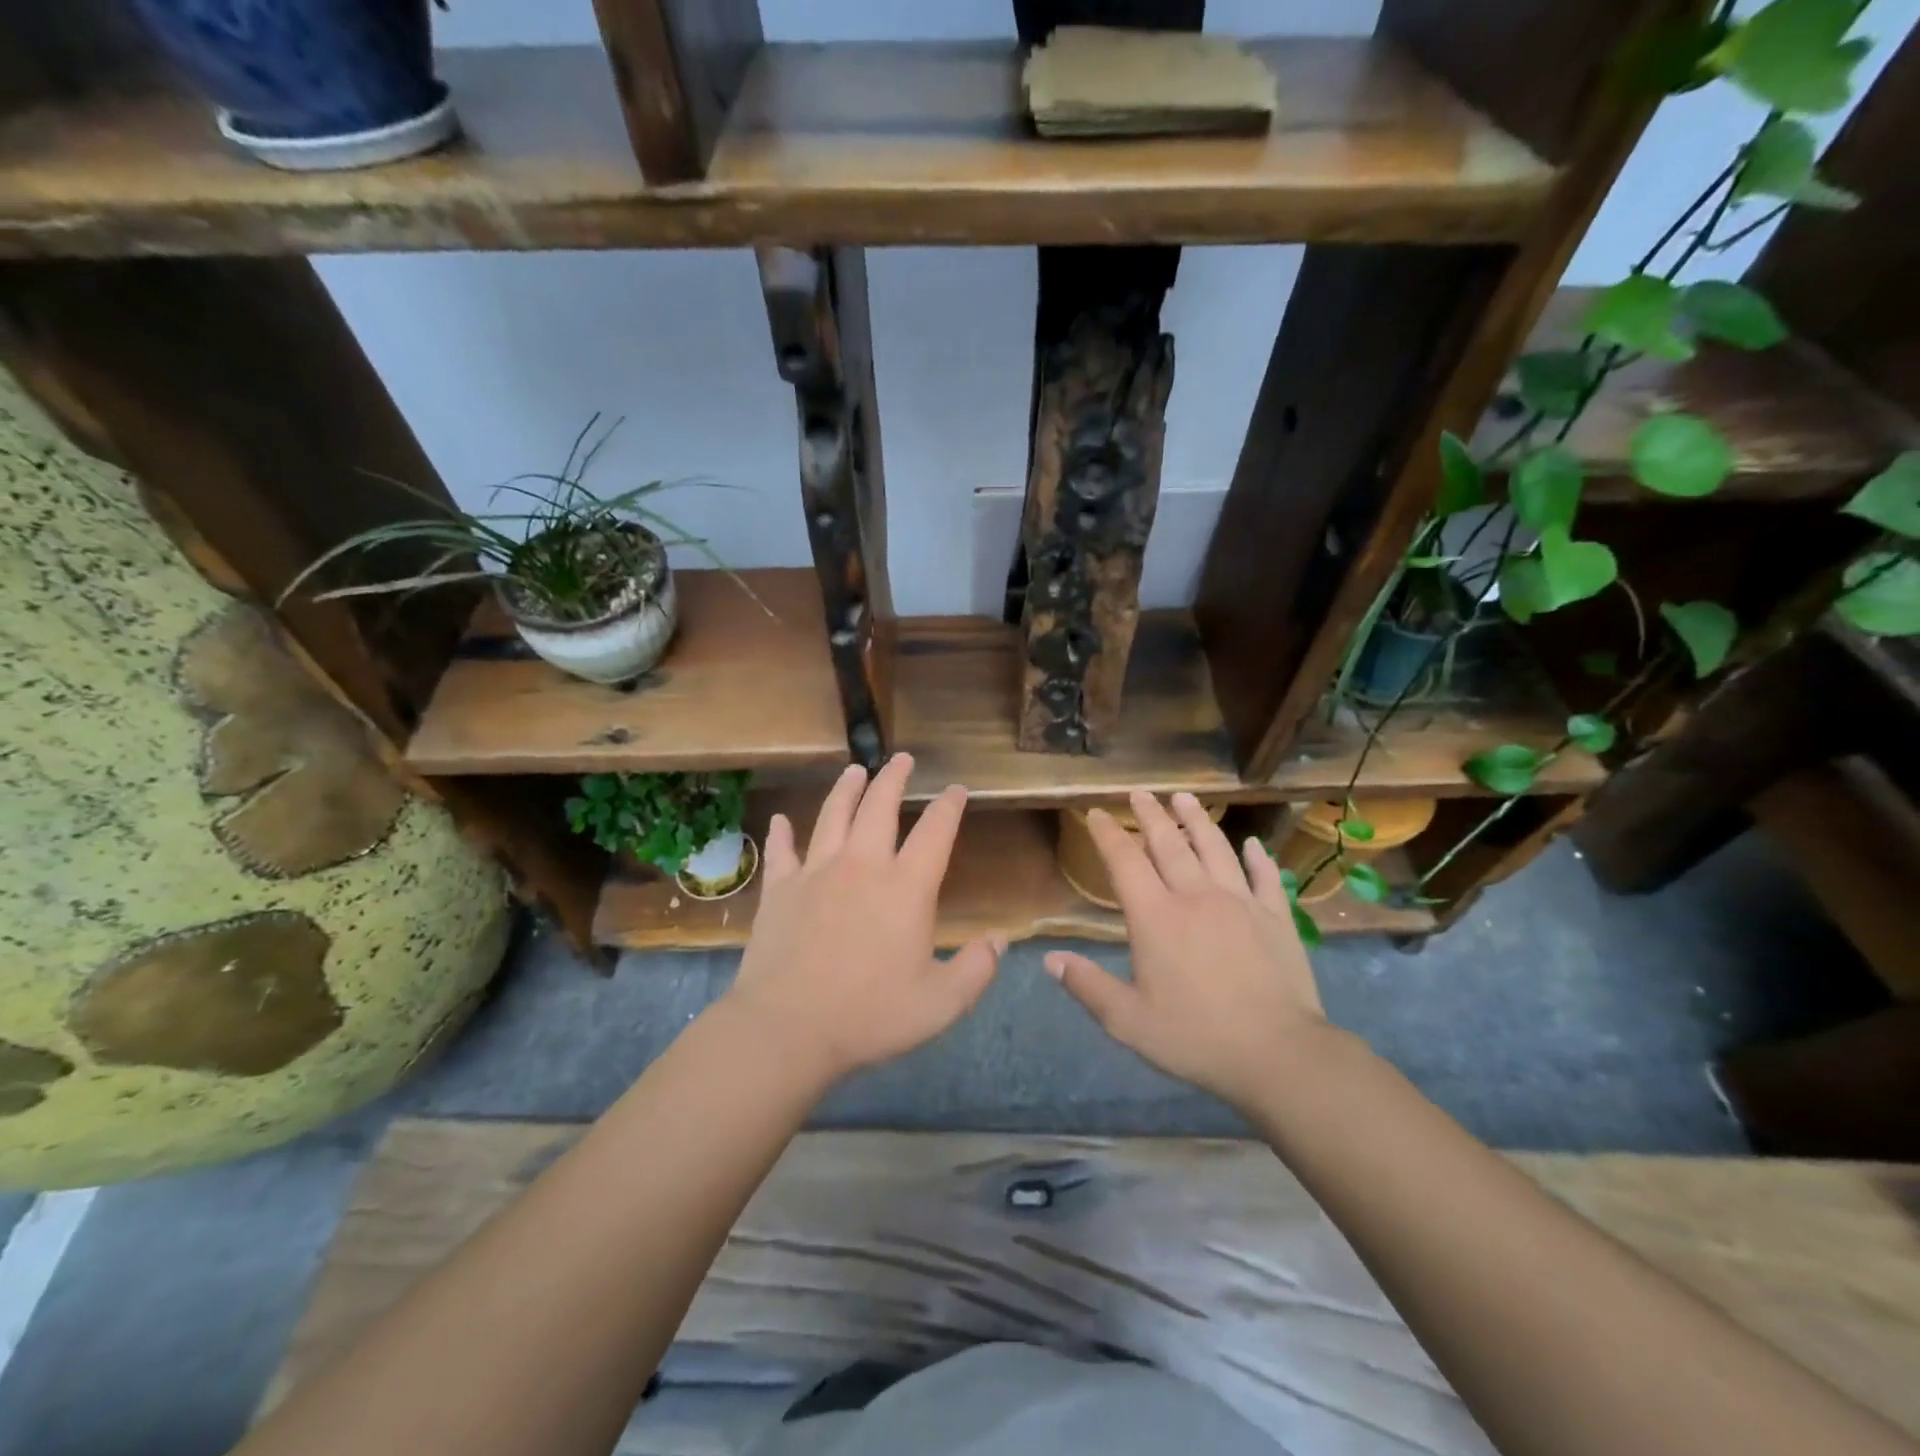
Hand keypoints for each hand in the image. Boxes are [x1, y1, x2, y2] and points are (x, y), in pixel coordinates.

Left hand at [727, 754, 1003, 1082]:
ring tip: (855, 770)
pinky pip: (781, 851)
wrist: (788, 1028)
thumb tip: (1000, 940)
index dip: (949, 806)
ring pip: (833, 815)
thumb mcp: (941, 1003)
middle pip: (880, 807)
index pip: (936, 832)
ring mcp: (816, 872)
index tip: (957, 789)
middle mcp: (862, 865)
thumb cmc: (870, 1015)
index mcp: (906, 887)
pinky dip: (781, 833)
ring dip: (846, 789)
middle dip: (894, 778)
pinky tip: (781, 821)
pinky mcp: (780, 889)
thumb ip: (977, 969)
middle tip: (902, 758)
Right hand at [1045, 791, 1333, 1110]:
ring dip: (1197, 821)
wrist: (1278, 1053)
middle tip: (1140, 792)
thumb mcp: (1128, 1020)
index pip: (1125, 863)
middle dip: (1151, 815)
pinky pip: (1265, 876)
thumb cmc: (1195, 1037)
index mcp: (1156, 917)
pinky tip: (1252, 844)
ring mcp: (1240, 902)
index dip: (1108, 835)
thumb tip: (1050, 959)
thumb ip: (1087, 986)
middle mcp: (1196, 897)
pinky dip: (1257, 857)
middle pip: (1169, 845)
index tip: (1097, 813)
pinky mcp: (1276, 917)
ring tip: (1185, 799)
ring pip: (1215, 849)